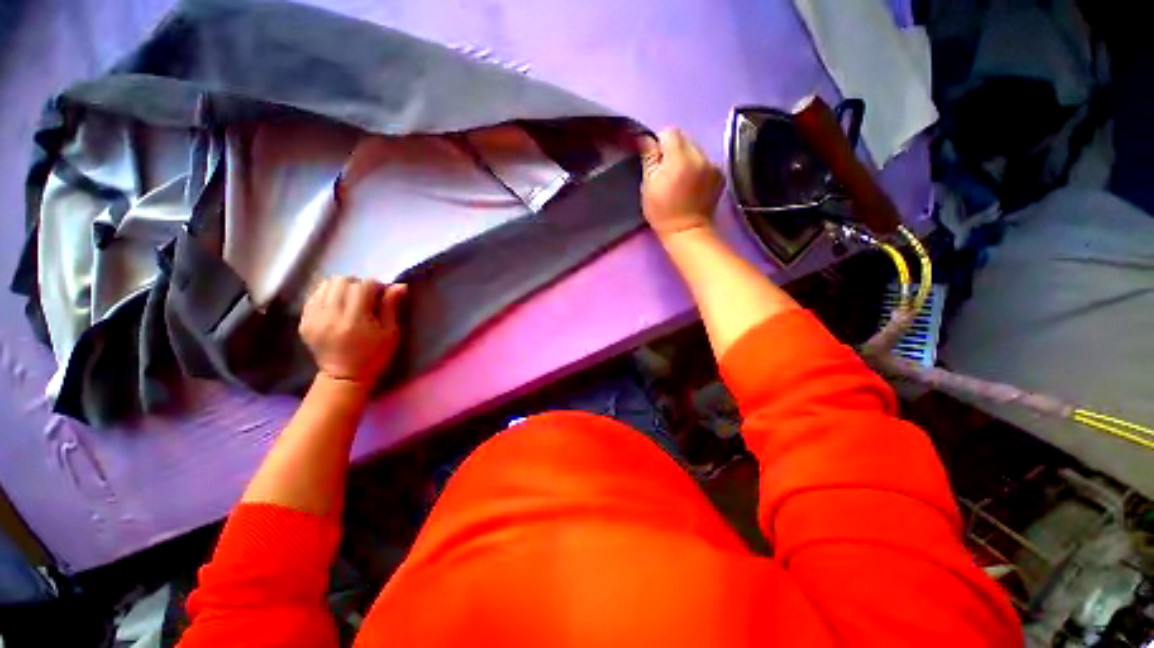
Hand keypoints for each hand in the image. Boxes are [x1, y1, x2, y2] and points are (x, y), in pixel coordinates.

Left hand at [299, 277, 405, 388]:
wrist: (344, 377)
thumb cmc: (375, 355)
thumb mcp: (391, 332)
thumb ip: (392, 306)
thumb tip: (399, 285)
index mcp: (355, 319)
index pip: (364, 286)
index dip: (376, 286)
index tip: (382, 295)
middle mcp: (330, 315)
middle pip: (342, 281)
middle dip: (357, 284)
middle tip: (366, 297)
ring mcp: (313, 318)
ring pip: (326, 285)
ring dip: (342, 288)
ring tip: (351, 300)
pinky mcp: (304, 321)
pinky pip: (314, 296)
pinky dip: (328, 295)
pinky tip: (337, 307)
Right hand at [638, 128, 724, 238]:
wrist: (687, 231)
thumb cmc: (662, 212)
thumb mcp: (648, 186)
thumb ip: (649, 159)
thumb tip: (646, 139)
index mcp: (679, 159)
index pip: (670, 132)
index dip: (660, 144)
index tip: (656, 161)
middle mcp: (699, 156)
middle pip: (684, 138)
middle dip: (674, 150)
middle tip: (667, 172)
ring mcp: (713, 164)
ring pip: (695, 149)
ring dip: (687, 158)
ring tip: (681, 179)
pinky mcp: (720, 173)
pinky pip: (706, 161)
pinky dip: (698, 167)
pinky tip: (693, 184)